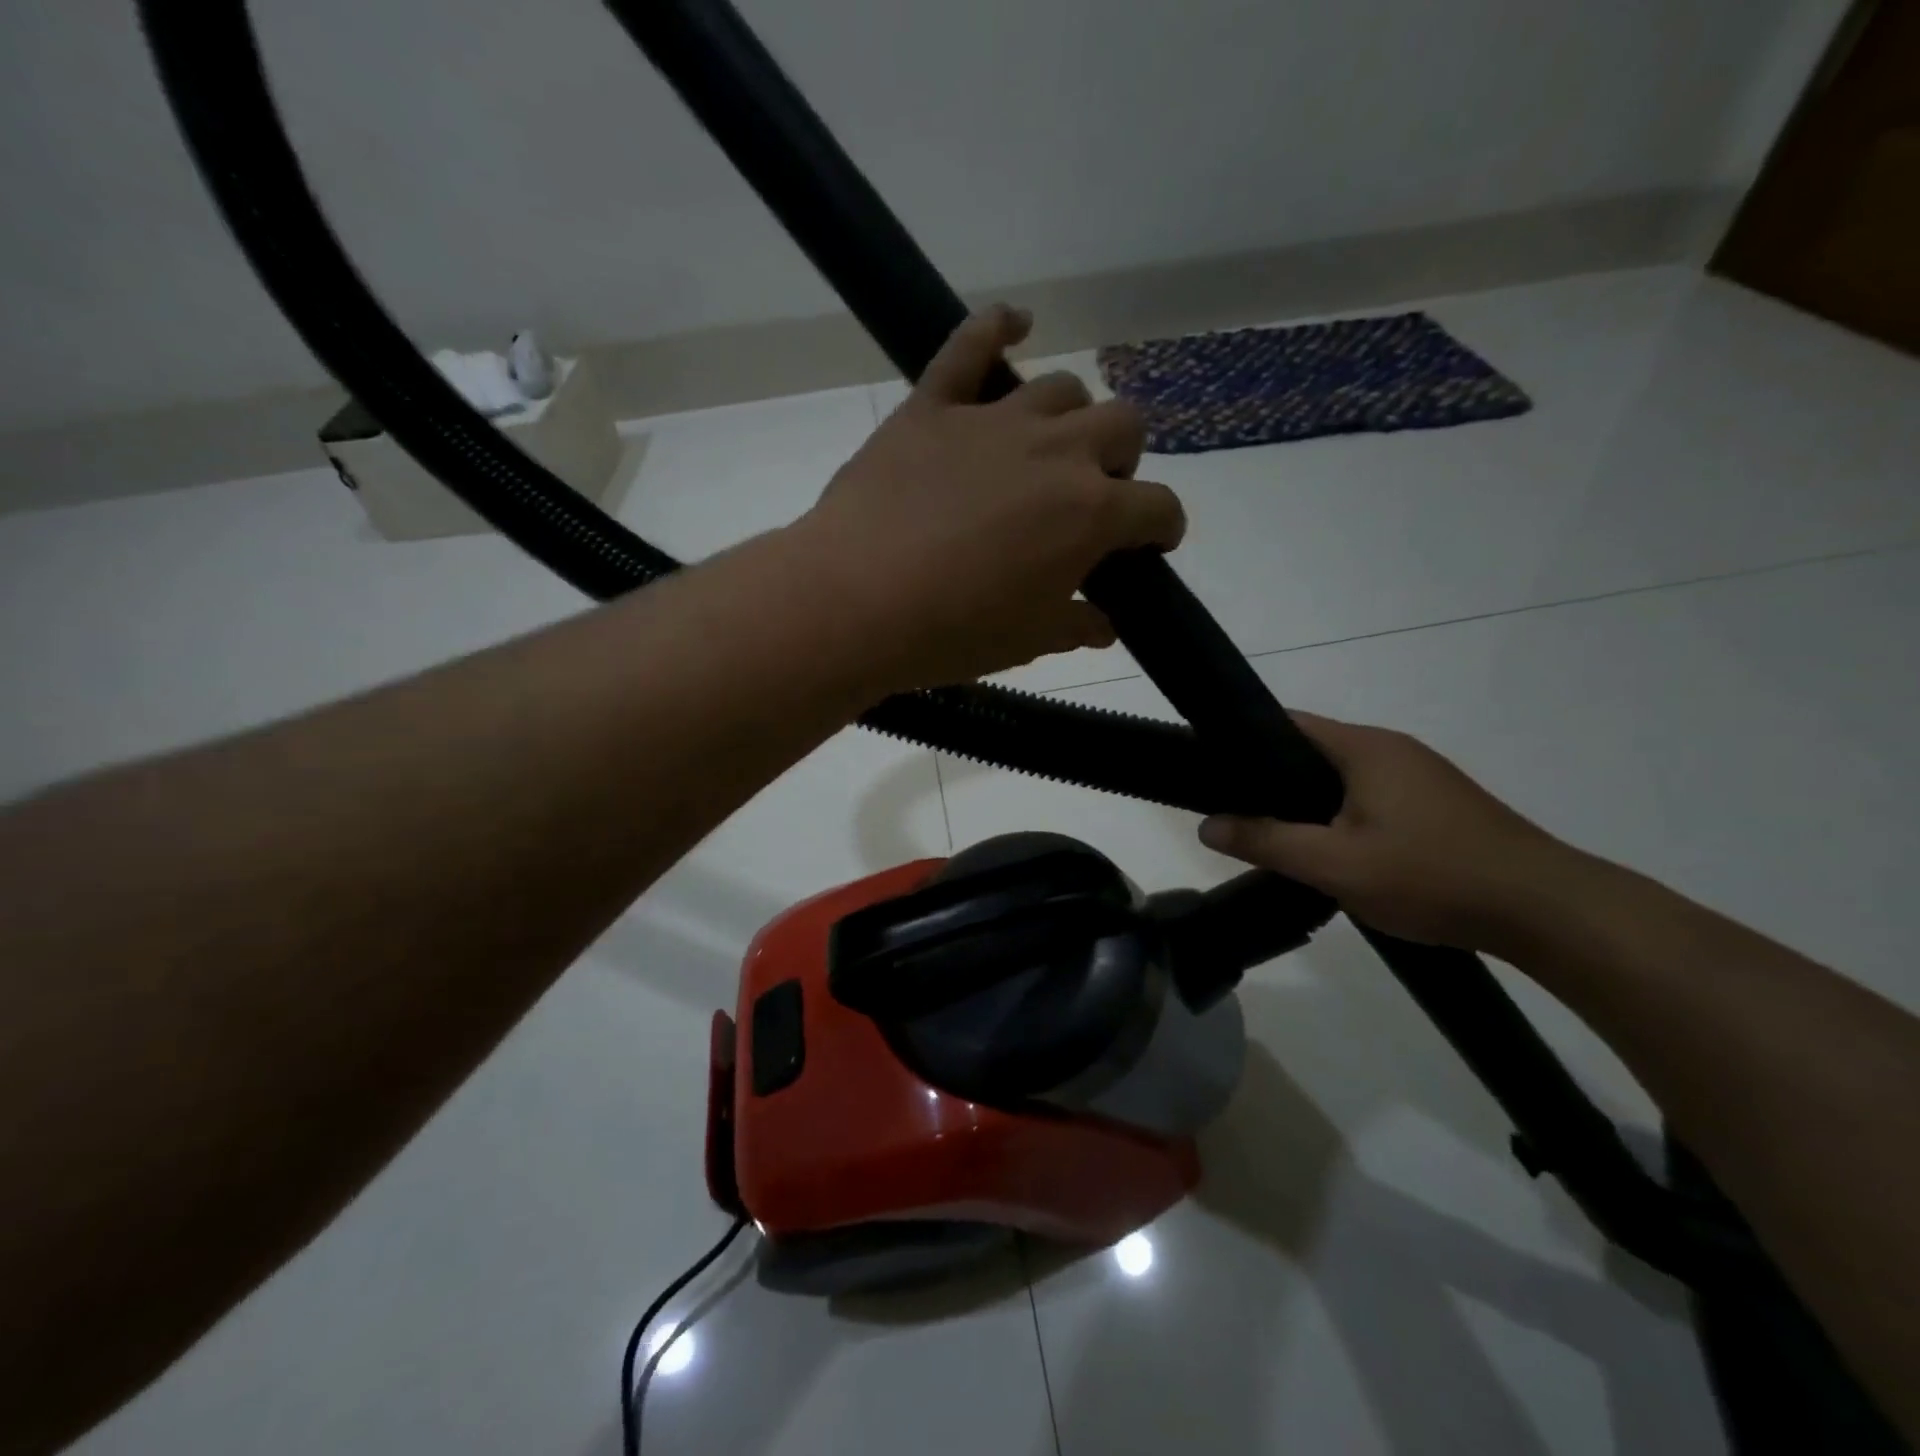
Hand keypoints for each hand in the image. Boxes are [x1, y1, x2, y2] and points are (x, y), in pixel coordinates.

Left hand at [792, 305, 1184, 692]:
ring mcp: (994, 420)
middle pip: (1122, 426)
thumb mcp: (1028, 641)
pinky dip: (996, 327)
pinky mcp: (934, 406)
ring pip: (1062, 389)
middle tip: (1092, 496)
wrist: (856, 602)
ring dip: (1071, 418)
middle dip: (1122, 461)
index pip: (1157, 507)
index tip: (1150, 545)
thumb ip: (1077, 626)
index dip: (1162, 528)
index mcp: (1091, 513)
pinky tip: (1013, 325)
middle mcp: (1057, 452)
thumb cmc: (953, 632)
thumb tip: (1105, 624)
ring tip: (1049, 449)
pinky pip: (969, 344)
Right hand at [1197, 713, 1579, 950]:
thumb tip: (1206, 825)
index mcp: (1364, 748)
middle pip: (1311, 750)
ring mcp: (1420, 776)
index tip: (1208, 769)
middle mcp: (1392, 749)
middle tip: (1232, 811)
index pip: (1286, 723)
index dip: (1242, 741)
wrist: (1548, 911)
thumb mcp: (1335, 864)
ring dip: (1306, 801)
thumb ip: (1266, 841)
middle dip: (1270, 778)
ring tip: (1272, 834)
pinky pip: (1368, 797)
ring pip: (1340, 778)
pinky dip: (1339, 814)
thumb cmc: (1432, 876)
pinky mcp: (1437, 805)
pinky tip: (1331, 850)